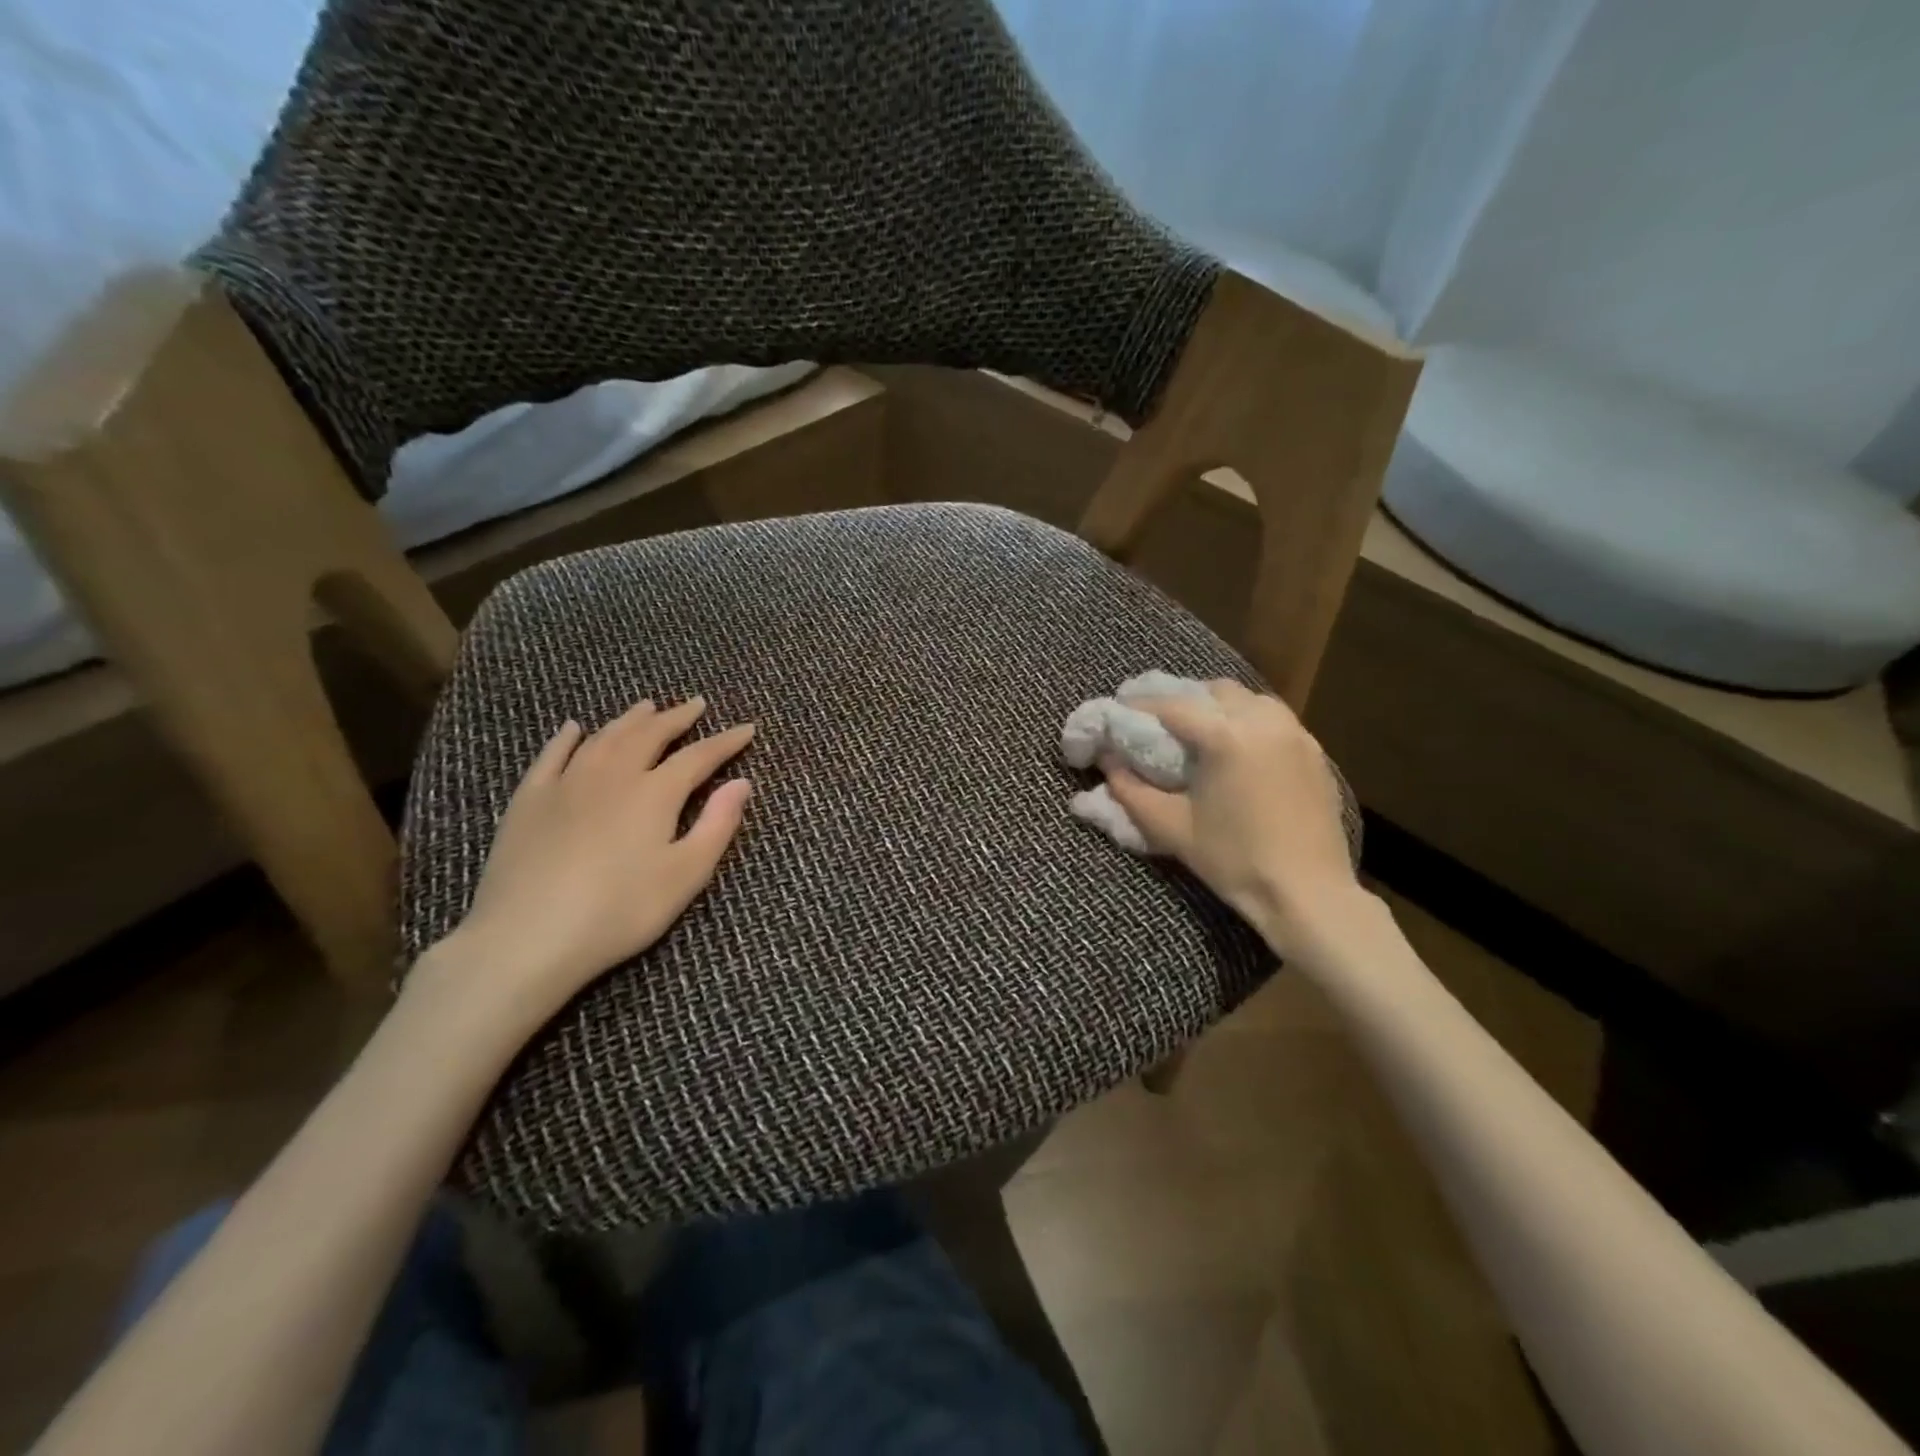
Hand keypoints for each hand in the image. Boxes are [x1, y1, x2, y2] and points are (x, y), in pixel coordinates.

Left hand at [411, 697, 754, 1038]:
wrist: (526, 937)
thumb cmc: (619, 911)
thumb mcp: (685, 876)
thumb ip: (717, 825)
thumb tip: (742, 783)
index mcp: (655, 793)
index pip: (699, 756)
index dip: (726, 742)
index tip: (747, 728)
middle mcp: (613, 775)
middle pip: (650, 735)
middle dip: (677, 718)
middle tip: (695, 705)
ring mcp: (566, 783)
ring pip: (604, 738)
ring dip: (630, 719)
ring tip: (647, 707)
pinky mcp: (529, 801)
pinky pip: (552, 756)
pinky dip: (567, 738)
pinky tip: (574, 729)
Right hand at [1105, 681, 1364, 956]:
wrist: (1307, 893)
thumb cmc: (1233, 860)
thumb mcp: (1170, 827)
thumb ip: (1131, 789)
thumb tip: (1108, 761)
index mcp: (1227, 736)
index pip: (1173, 706)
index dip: (1141, 706)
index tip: (1119, 710)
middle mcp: (1264, 722)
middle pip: (1214, 691)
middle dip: (1183, 700)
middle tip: (1158, 722)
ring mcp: (1296, 734)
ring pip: (1249, 700)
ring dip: (1218, 707)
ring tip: (1198, 733)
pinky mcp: (1315, 752)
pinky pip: (1274, 720)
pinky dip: (1248, 722)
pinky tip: (1236, 750)